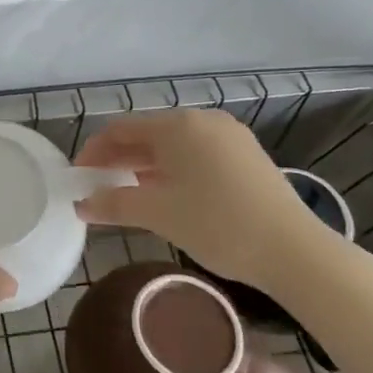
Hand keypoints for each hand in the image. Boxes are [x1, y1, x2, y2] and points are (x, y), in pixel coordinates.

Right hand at [72, 109, 337, 294]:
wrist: (295, 251)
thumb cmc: (217, 224)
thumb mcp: (158, 214)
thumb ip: (113, 204)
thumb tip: (80, 204)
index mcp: (178, 125)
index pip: (121, 129)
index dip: (94, 151)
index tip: (78, 177)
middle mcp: (203, 121)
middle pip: (147, 134)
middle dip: (118, 158)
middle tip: (97, 186)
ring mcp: (230, 137)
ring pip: (173, 145)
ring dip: (144, 165)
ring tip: (127, 192)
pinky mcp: (247, 157)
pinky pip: (197, 154)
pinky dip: (173, 169)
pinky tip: (167, 194)